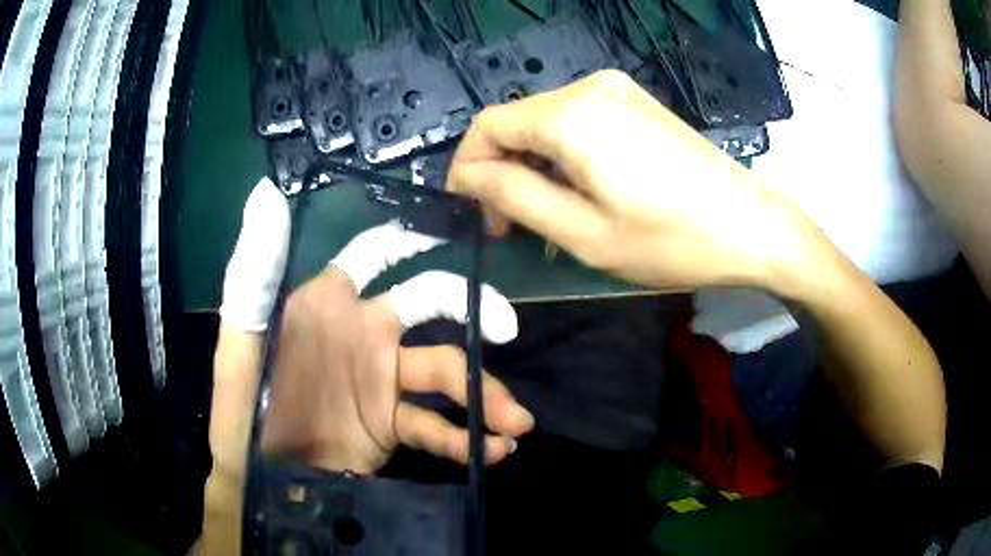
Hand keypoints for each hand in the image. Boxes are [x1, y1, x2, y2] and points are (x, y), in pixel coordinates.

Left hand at [260, 223, 533, 473]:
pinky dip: (465, 440)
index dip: (410, 238)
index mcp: (326, 306)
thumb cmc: (245, 413)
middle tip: (506, 328)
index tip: (451, 231)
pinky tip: (494, 452)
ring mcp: (381, 381)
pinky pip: (436, 427)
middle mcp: (361, 333)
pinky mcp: (391, 426)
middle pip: (429, 304)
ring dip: (484, 394)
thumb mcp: (241, 347)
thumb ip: (253, 277)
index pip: (373, 255)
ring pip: (445, 371)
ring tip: (515, 424)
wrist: (266, 481)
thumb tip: (267, 197)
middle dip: (473, 309)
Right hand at [448, 70, 823, 294]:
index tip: (475, 212)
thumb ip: (515, 196)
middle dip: (501, 170)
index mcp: (571, 116)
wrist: (752, 225)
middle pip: (516, 121)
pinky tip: (579, 189)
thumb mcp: (584, 233)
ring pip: (545, 123)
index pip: (487, 126)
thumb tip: (468, 177)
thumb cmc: (671, 239)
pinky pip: (578, 122)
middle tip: (510, 225)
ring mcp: (616, 91)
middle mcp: (589, 88)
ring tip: (546, 214)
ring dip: (532, 165)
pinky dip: (562, 155)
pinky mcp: (635, 103)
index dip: (468, 167)